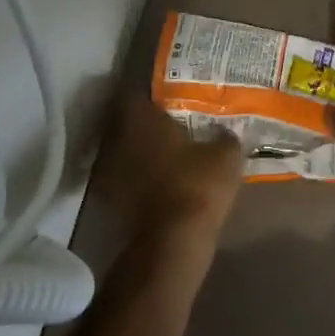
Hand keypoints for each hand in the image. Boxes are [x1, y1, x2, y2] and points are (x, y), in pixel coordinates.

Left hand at [96, 95, 244, 246]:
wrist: (172, 242)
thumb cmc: (197, 185)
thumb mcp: (226, 155)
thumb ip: (224, 136)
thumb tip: (225, 132)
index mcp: (140, 118)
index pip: (134, 93)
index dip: (150, 94)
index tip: (168, 98)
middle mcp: (116, 139)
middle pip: (125, 122)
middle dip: (144, 123)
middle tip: (170, 124)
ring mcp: (108, 171)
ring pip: (122, 150)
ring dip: (138, 150)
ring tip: (164, 153)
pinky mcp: (108, 200)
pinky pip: (123, 176)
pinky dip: (136, 176)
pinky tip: (158, 181)